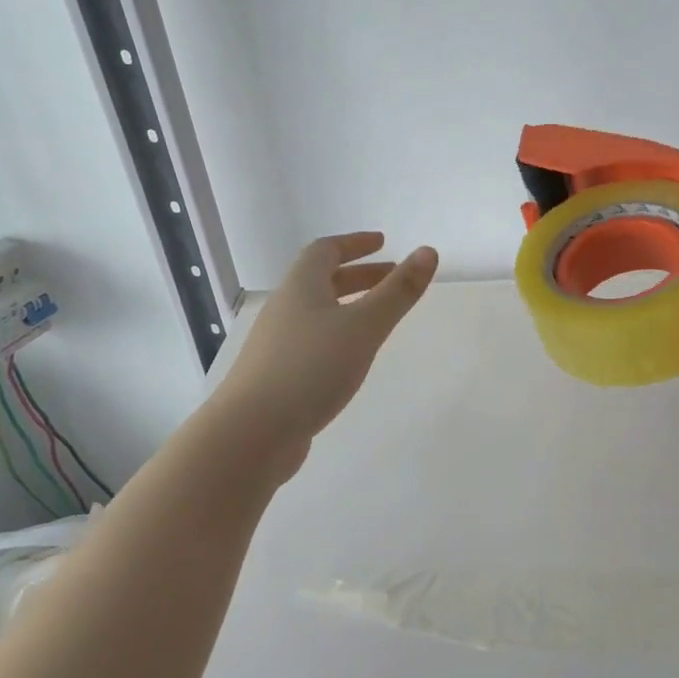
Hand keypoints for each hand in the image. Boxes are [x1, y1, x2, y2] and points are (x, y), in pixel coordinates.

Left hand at [216, 232, 437, 459]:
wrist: (249, 434)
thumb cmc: (310, 369)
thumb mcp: (363, 327)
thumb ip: (398, 292)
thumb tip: (428, 251)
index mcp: (301, 288)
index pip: (325, 250)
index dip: (355, 244)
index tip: (383, 243)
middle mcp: (284, 309)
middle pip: (321, 281)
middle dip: (359, 276)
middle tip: (392, 278)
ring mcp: (276, 345)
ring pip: (317, 314)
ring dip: (349, 307)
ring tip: (378, 319)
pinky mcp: (276, 377)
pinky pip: (311, 343)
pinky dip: (337, 337)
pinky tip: (351, 360)